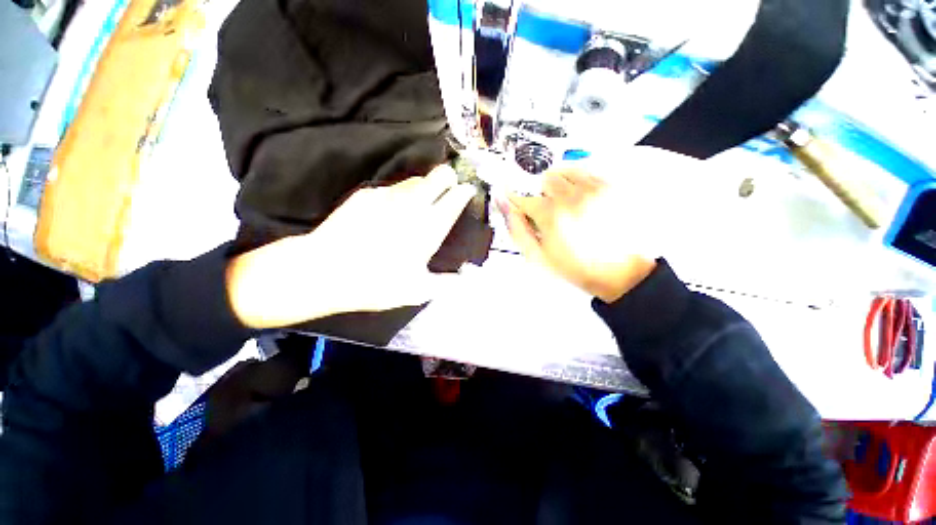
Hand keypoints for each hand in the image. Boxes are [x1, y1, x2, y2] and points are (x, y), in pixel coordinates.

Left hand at [226, 165, 475, 328]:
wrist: (325, 271)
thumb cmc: (376, 284)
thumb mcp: (417, 291)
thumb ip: (445, 283)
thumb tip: (463, 279)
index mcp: (429, 228)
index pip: (455, 197)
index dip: (464, 191)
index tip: (467, 191)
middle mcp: (413, 205)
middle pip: (439, 175)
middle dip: (448, 177)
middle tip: (448, 188)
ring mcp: (389, 196)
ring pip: (416, 179)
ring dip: (424, 187)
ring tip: (419, 203)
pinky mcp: (367, 194)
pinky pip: (391, 189)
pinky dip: (398, 196)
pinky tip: (390, 212)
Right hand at [501, 164, 657, 303]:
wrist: (620, 272)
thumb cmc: (578, 268)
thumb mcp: (539, 257)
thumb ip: (518, 231)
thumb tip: (507, 209)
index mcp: (551, 215)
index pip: (523, 198)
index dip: (515, 200)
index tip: (514, 201)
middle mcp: (572, 196)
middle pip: (545, 178)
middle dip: (542, 194)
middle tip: (548, 210)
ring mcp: (594, 189)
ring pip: (566, 170)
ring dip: (561, 184)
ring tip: (566, 202)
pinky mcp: (612, 187)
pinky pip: (588, 171)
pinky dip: (580, 181)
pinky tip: (582, 198)